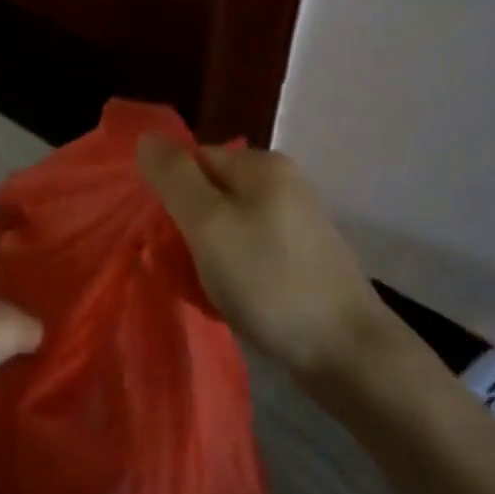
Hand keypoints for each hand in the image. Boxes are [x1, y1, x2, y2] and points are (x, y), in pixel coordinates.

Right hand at [136, 137, 394, 375]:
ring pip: (229, 226)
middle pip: (211, 193)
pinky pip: (251, 253)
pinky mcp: (305, 260)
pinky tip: (230, 300)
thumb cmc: (269, 281)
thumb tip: (146, 139)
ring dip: (208, 254)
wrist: (348, 354)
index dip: (171, 194)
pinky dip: (233, 272)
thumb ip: (174, 177)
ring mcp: (298, 223)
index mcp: (263, 165)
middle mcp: (284, 184)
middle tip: (179, 266)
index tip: (162, 236)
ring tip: (201, 288)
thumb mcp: (209, 223)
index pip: (194, 160)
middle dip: (188, 227)